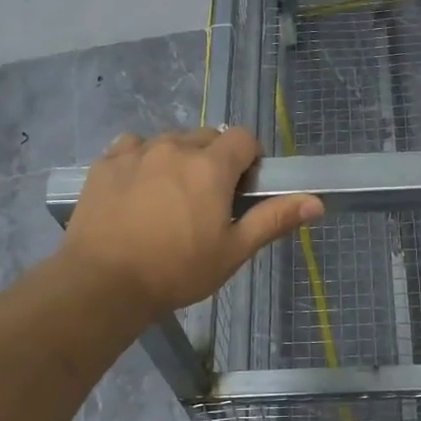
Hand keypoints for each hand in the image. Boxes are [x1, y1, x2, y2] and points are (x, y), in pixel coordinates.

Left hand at [60, 127, 322, 320]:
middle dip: (214, 160)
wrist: (103, 283)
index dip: (249, 159)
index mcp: (211, 166)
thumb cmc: (177, 270)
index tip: (241, 189)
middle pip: (207, 137)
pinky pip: (133, 147)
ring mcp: (137, 151)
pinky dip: (142, 160)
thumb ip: (273, 219)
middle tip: (207, 200)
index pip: (243, 137)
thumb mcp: (233, 251)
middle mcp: (175, 147)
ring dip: (178, 159)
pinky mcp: (106, 162)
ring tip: (169, 198)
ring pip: (169, 141)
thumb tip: (317, 202)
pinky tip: (137, 190)